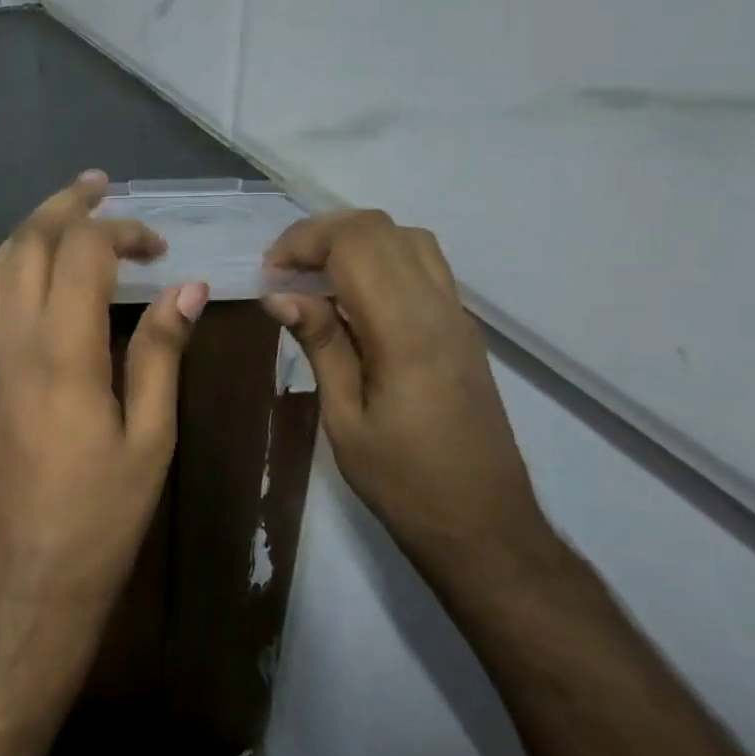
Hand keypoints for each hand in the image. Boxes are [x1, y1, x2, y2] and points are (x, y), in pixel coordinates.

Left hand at [0, 172, 208, 672]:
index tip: (159, 247)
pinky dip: (2, 280)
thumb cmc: (100, 519)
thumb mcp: (150, 437)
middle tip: (99, 187)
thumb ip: (161, 353)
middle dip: (64, 205)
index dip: (122, 231)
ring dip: (28, 233)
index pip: (83, 252)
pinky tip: (26, 290)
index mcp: (63, 351)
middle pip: (27, 243)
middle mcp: (12, 341)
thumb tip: (186, 286)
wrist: (24, 587)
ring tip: (64, 221)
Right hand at [263, 211, 554, 590]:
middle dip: (323, 234)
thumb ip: (321, 345)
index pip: (355, 243)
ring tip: (316, 278)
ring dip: (355, 242)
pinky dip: (381, 260)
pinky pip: (423, 266)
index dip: (304, 242)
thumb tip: (281, 296)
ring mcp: (457, 315)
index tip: (269, 273)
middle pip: (381, 229)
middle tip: (285, 272)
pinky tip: (354, 300)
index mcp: (405, 330)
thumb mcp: (345, 419)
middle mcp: (438, 307)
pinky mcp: (463, 329)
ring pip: (407, 239)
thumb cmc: (404, 483)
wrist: (485, 526)